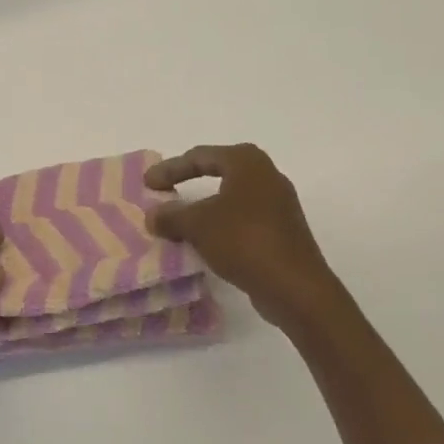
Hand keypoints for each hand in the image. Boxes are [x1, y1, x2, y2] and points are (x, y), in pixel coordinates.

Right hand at [146, 145, 343, 331]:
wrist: (295, 287)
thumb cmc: (244, 241)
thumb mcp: (197, 225)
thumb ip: (171, 216)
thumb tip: (153, 215)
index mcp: (247, 162)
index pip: (200, 156)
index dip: (170, 169)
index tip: (148, 184)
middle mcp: (267, 176)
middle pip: (219, 171)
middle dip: (189, 182)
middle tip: (165, 192)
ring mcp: (279, 204)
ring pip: (232, 197)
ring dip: (205, 207)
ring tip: (181, 220)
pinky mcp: (283, 231)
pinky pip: (243, 219)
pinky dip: (221, 224)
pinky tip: (206, 241)